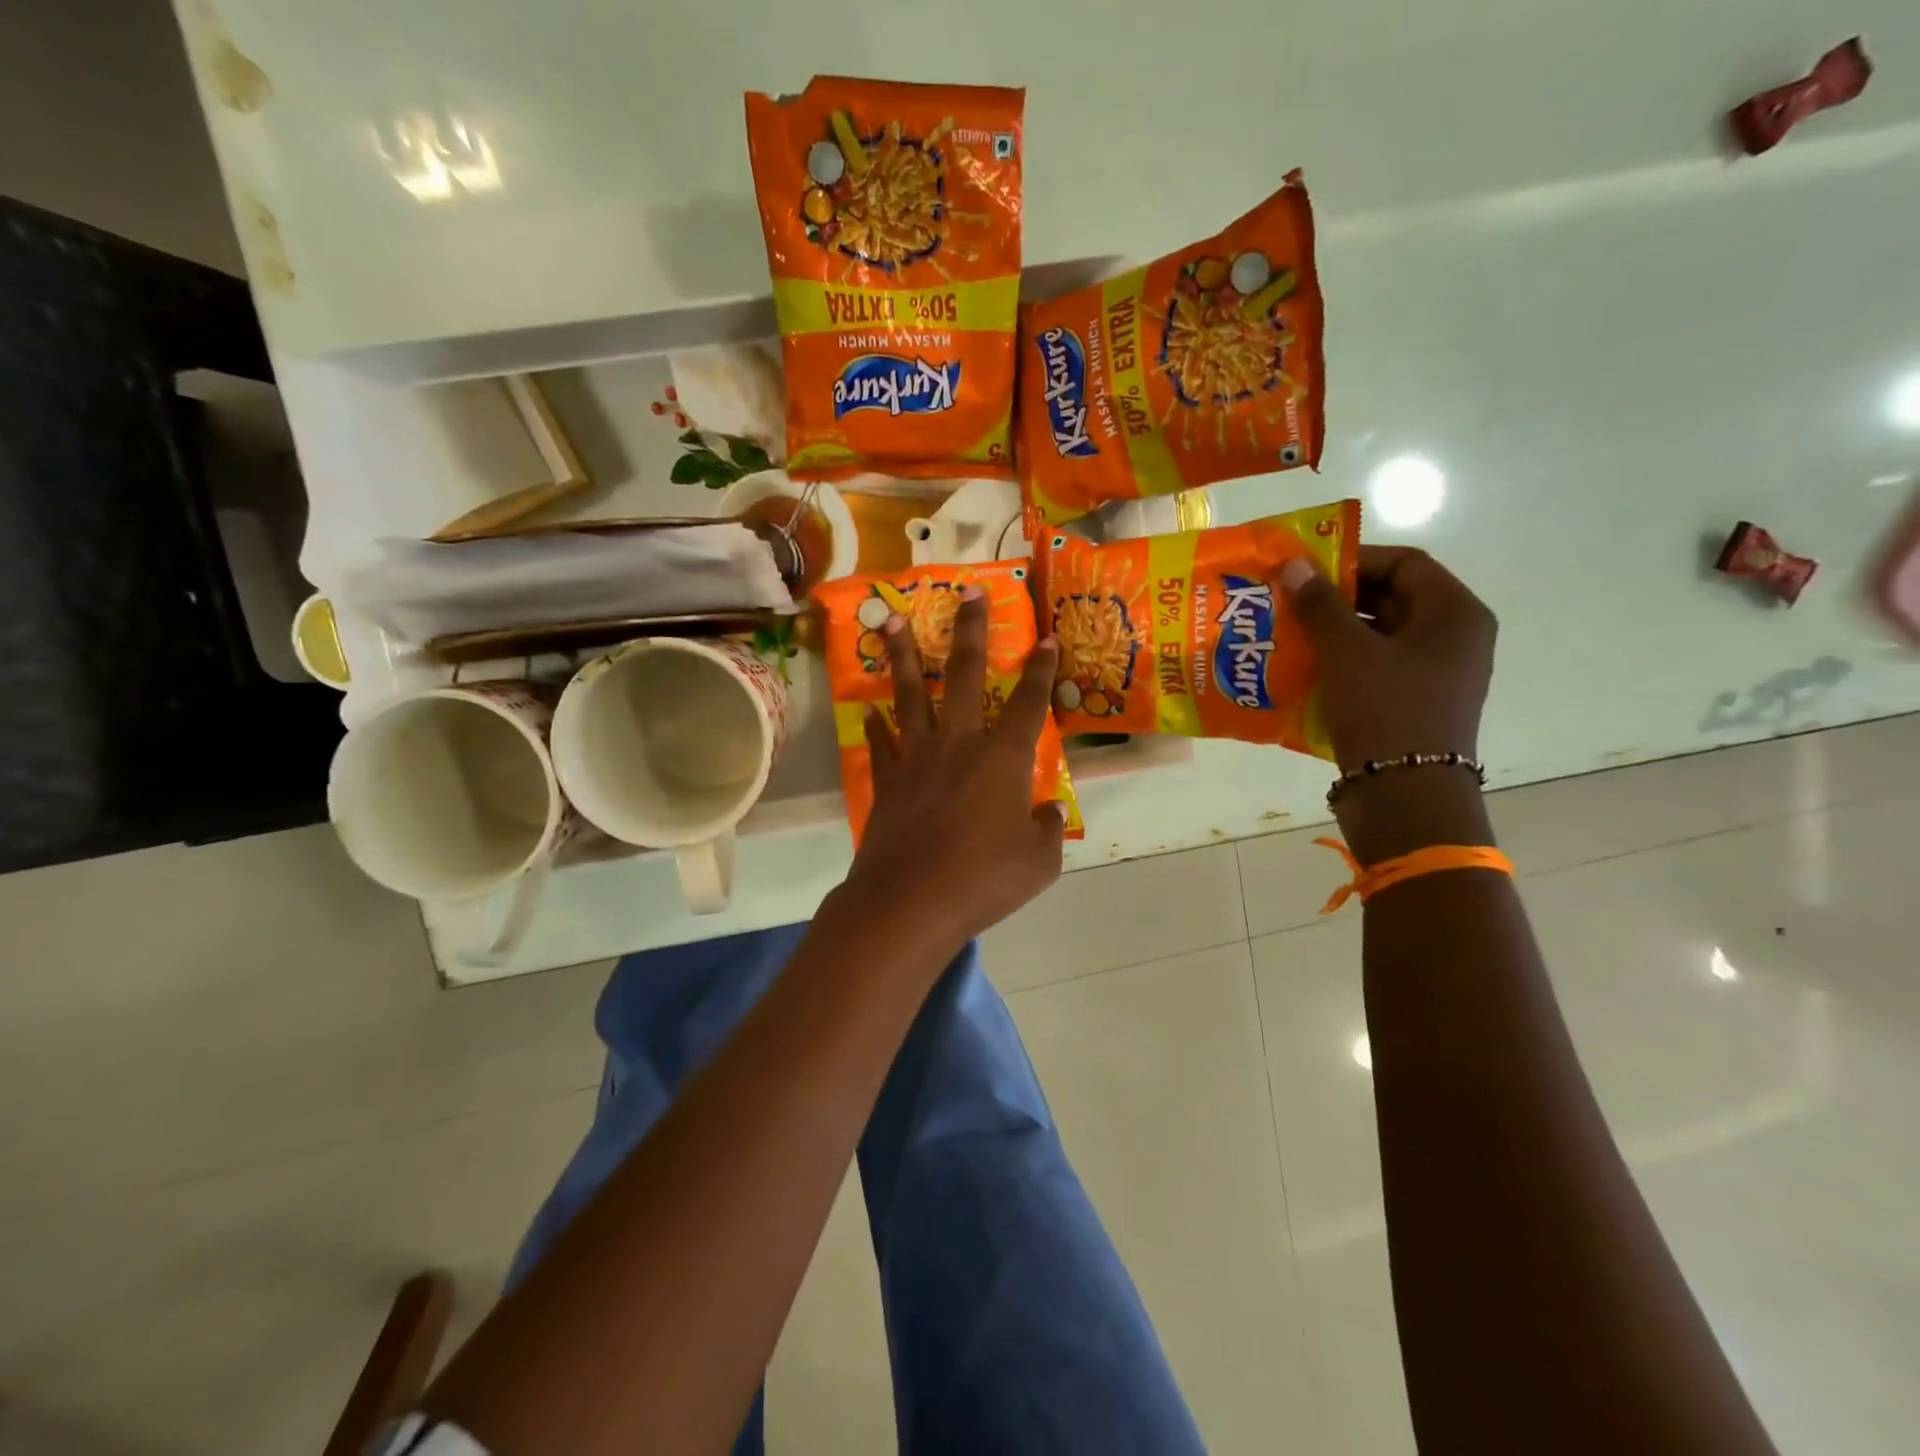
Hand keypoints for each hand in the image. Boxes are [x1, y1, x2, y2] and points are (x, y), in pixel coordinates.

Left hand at [842, 586, 1067, 952]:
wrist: (910, 901)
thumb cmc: (984, 879)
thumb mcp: (1039, 862)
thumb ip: (1048, 830)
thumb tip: (1050, 812)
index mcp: (1003, 758)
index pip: (1030, 703)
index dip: (1041, 669)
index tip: (1046, 637)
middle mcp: (960, 743)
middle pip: (967, 675)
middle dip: (971, 630)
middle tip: (967, 592)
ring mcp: (917, 758)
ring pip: (912, 695)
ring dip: (904, 655)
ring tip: (891, 621)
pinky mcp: (887, 780)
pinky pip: (882, 743)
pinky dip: (878, 726)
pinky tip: (871, 712)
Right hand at [1280, 546, 1496, 772]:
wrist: (1404, 796)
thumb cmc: (1384, 710)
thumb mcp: (1347, 652)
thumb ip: (1320, 605)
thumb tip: (1295, 564)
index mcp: (1454, 614)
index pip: (1405, 563)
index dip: (1353, 560)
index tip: (1306, 572)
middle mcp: (1453, 638)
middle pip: (1392, 598)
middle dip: (1337, 598)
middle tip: (1289, 602)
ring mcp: (1436, 674)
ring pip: (1380, 636)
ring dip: (1334, 632)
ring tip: (1288, 634)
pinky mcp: (1415, 704)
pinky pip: (1376, 668)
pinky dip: (1342, 663)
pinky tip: (1303, 670)